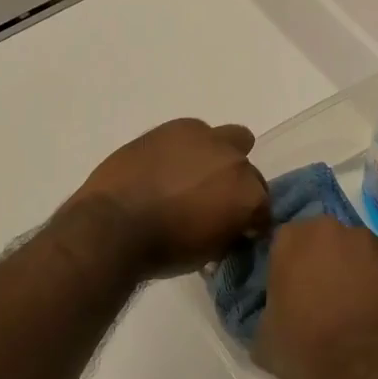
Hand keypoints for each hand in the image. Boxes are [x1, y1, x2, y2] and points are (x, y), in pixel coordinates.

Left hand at [66, 119, 269, 275]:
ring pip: (228, 139)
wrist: (114, 225)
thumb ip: (230, 231)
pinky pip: (194, 132)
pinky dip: (188, 146)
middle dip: (235, 185)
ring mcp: (206, 138)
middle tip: (212, 201)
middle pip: (248, 171)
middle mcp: (235, 161)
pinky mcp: (176, 126)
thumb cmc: (163, 250)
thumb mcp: (209, 252)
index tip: (235, 229)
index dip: (249, 220)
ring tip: (190, 175)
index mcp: (249, 195)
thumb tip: (232, 227)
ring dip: (216, 157)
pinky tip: (169, 163)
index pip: (263, 207)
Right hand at [254, 218, 377, 378]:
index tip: (290, 294)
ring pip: (356, 251)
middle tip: (322, 300)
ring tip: (357, 309)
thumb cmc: (307, 349)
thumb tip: (276, 316)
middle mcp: (330, 228)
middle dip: (322, 263)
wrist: (369, 367)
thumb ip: (267, 313)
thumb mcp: (264, 339)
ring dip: (354, 271)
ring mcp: (370, 241)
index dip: (287, 268)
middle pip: (322, 241)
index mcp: (291, 239)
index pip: (283, 243)